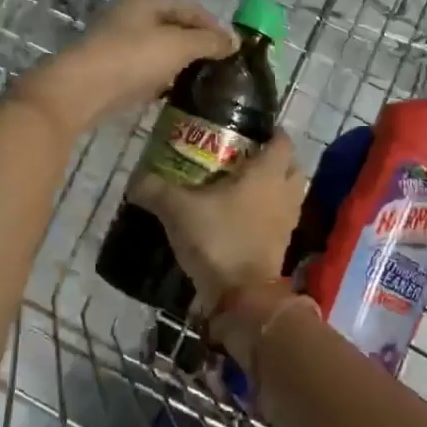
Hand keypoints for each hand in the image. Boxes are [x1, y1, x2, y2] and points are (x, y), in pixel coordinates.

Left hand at [12, 0, 235, 136]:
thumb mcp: (178, 46)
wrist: (81, 91)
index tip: (234, 48)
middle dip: (197, 44)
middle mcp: (129, 18)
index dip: (214, 25)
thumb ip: (209, 42)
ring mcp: (116, 45)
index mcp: (145, 3)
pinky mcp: (109, 71)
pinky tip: (173, 93)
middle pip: (173, 28)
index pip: (189, 8)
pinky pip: (144, 71)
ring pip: (158, 50)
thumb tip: (235, 42)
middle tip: (220, 66)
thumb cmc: (132, 59)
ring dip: (179, 63)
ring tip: (202, 82)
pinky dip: (161, 79)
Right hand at [131, 131, 305, 352]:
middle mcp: (284, 193)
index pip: (282, 141)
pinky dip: (267, 215)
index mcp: (267, 173)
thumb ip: (155, 190)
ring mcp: (287, 221)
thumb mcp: (177, 210)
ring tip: (242, 188)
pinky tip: (241, 218)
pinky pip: (280, 220)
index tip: (250, 130)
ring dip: (273, 189)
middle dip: (275, 161)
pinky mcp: (281, 246)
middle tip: (246, 159)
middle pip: (292, 167)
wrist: (241, 296)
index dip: (271, 132)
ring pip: (288, 194)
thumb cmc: (218, 239)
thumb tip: (135, 179)